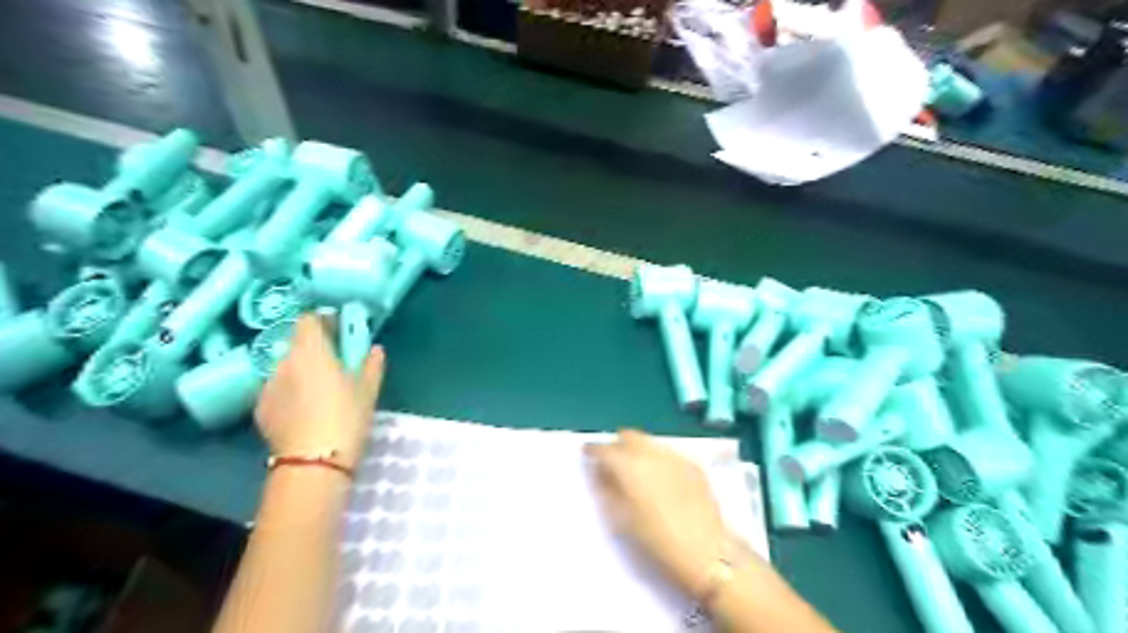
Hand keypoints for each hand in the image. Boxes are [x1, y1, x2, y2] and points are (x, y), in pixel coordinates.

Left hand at [257, 312, 388, 468]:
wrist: (313, 462)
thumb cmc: (346, 417)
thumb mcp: (368, 390)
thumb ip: (371, 364)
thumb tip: (374, 349)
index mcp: (312, 350)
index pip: (308, 319)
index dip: (323, 321)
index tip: (338, 331)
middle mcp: (284, 361)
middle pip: (296, 342)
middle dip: (313, 347)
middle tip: (333, 362)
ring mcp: (268, 384)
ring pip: (285, 366)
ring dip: (300, 369)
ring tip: (317, 390)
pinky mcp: (260, 407)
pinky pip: (277, 388)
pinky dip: (289, 391)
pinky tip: (303, 409)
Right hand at [587, 430, 736, 597]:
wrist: (706, 551)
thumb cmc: (657, 541)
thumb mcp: (621, 520)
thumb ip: (606, 490)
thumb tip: (601, 473)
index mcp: (629, 466)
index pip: (604, 448)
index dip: (593, 449)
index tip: (587, 453)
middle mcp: (651, 453)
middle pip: (628, 435)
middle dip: (617, 444)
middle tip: (613, 461)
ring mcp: (675, 456)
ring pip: (650, 442)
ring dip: (639, 450)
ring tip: (638, 470)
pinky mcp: (693, 464)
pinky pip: (669, 453)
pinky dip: (659, 459)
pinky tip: (662, 478)